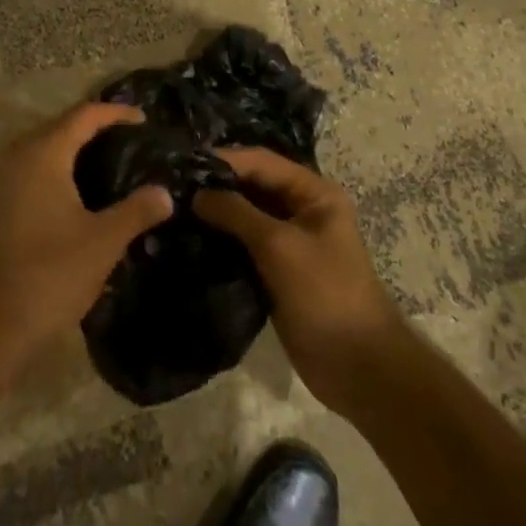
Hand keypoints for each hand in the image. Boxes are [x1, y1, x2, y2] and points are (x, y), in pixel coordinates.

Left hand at [0, 103, 174, 371]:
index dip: (115, 113)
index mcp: (42, 154)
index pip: (83, 115)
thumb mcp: (104, 241)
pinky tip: (73, 199)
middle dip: (93, 130)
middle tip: (128, 143)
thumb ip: (136, 210)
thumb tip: (164, 193)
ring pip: (40, 152)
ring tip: (106, 169)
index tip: (143, 120)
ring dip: (71, 154)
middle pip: (58, 128)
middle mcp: (14, 158)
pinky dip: (53, 175)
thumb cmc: (51, 273)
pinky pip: (27, 175)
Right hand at [194, 147, 407, 411]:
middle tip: (169, 186)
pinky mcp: (276, 270)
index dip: (223, 159)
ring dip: (215, 214)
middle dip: (215, 185)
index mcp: (314, 193)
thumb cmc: (325, 294)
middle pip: (252, 185)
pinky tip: (189, 239)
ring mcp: (289, 242)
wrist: (357, 366)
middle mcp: (301, 210)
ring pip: (245, 216)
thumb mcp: (280, 246)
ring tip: (172, 210)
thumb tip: (196, 193)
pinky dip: (220, 240)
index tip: (180, 162)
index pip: (261, 161)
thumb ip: (237, 213)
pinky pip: (243, 245)